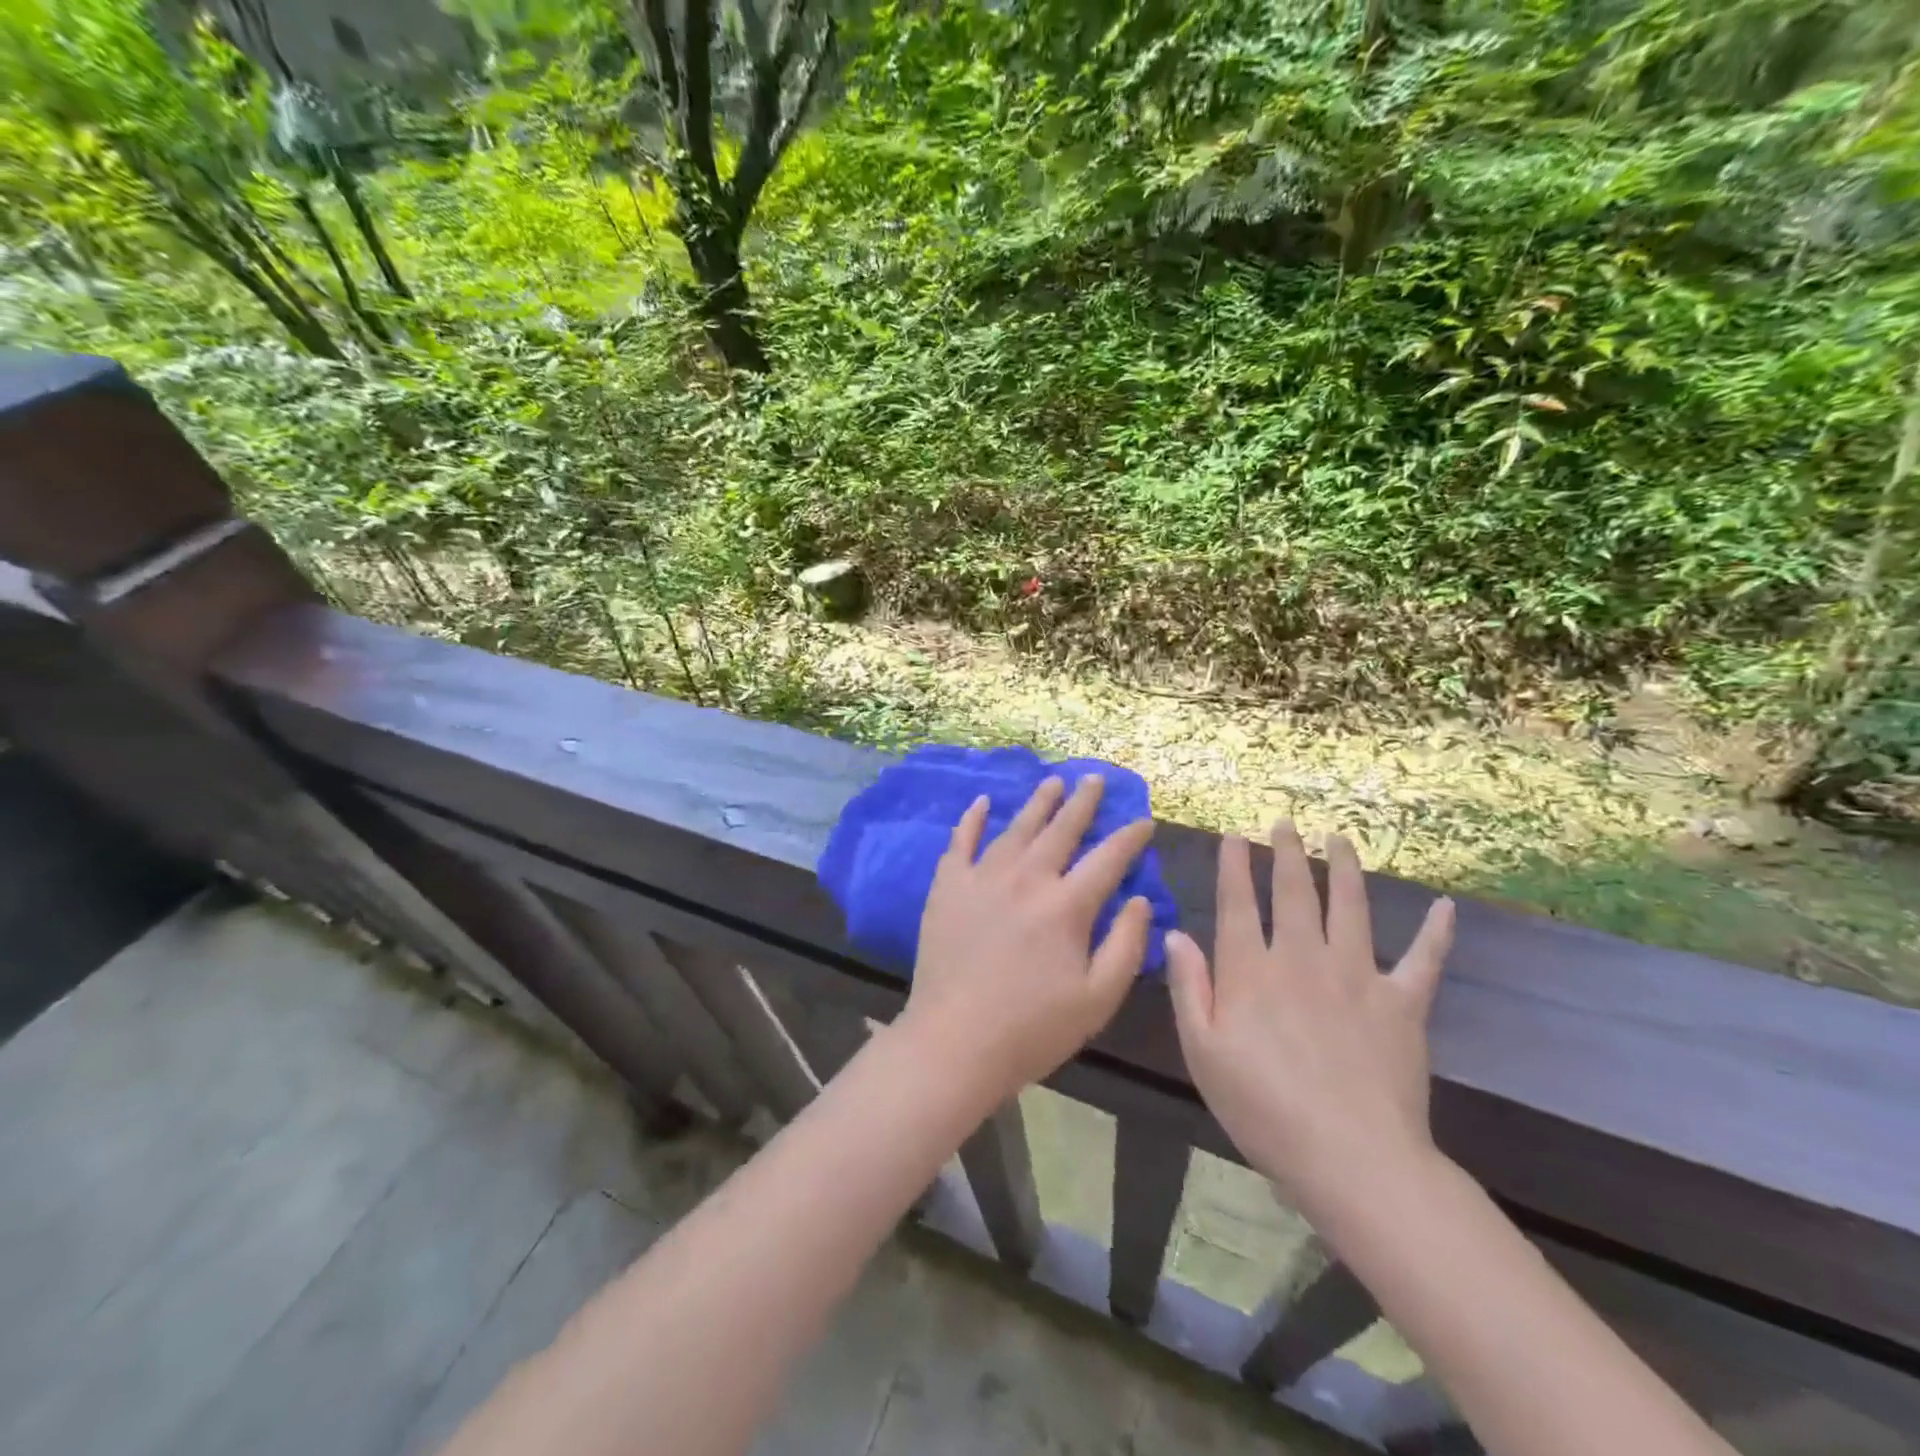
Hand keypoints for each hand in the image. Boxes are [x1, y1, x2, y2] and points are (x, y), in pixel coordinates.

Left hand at [898, 776, 1155, 1103]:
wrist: (954, 1041)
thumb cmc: (1033, 1028)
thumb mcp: (1098, 999)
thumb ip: (1125, 945)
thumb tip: (1138, 898)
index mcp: (1066, 906)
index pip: (1107, 859)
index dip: (1129, 838)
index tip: (1144, 821)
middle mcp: (1026, 879)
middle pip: (1061, 830)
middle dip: (1083, 802)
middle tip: (1095, 779)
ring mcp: (983, 878)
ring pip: (1017, 828)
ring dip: (1038, 803)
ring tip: (1053, 781)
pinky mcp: (948, 886)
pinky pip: (961, 842)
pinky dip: (973, 819)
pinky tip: (982, 802)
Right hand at [1165, 823, 1454, 1217]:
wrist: (1352, 1159)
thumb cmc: (1263, 1108)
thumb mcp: (1202, 1053)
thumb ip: (1189, 988)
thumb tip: (1176, 934)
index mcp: (1251, 971)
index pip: (1238, 904)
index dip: (1234, 866)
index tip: (1234, 837)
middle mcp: (1302, 959)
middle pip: (1294, 892)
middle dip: (1287, 853)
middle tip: (1285, 824)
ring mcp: (1357, 976)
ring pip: (1350, 907)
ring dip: (1343, 868)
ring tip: (1339, 838)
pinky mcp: (1402, 1004)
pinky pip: (1422, 960)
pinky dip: (1435, 933)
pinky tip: (1446, 908)